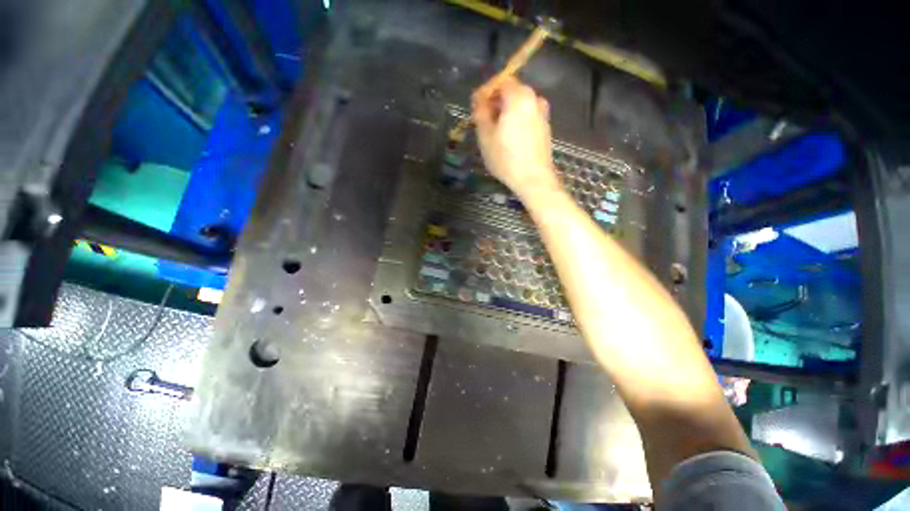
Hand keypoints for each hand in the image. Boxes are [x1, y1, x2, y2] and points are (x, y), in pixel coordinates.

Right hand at [472, 78, 560, 200]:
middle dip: (497, 102)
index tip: (477, 107)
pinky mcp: (545, 129)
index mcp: (519, 97)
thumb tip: (479, 98)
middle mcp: (534, 99)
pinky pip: (527, 117)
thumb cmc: (506, 157)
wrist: (533, 178)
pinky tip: (510, 139)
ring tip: (496, 132)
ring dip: (506, 113)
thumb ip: (480, 111)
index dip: (487, 91)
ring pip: (520, 106)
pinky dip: (517, 121)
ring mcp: (542, 114)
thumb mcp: (485, 135)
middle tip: (484, 121)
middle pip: (512, 92)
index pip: (501, 81)